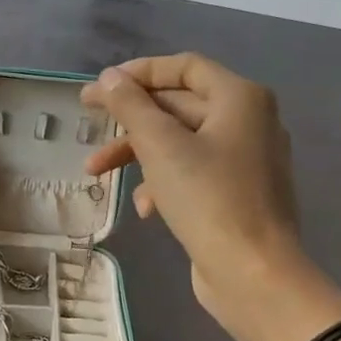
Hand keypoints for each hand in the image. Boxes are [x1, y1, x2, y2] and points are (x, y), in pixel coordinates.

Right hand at [81, 55, 301, 340]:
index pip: (184, 66)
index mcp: (240, 98)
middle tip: (88, 122)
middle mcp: (248, 121)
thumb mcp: (160, 146)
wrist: (253, 273)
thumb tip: (108, 78)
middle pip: (179, 105)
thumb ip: (130, 105)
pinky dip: (163, 183)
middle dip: (130, 120)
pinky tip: (146, 208)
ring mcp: (245, 160)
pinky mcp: (236, 194)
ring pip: (180, 142)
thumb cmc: (208, 199)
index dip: (138, 72)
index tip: (100, 87)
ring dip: (138, 154)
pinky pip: (192, 173)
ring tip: (96, 173)